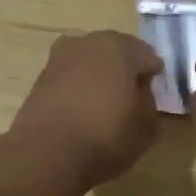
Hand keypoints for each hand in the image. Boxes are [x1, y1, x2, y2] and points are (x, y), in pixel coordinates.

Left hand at [0, 31, 162, 195]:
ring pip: (90, 62)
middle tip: (132, 95)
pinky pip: (70, 77)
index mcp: (120, 47)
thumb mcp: (146, 126)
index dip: (154, 75)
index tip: (155, 93)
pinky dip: (79, 87)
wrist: (46, 153)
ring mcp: (60, 57)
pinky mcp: (40, 77)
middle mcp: (88, 42)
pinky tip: (83, 108)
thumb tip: (140, 91)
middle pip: (116, 52)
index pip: (147, 56)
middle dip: (125, 69)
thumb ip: (149, 102)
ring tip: (105, 102)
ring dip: (99, 76)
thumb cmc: (106, 136)